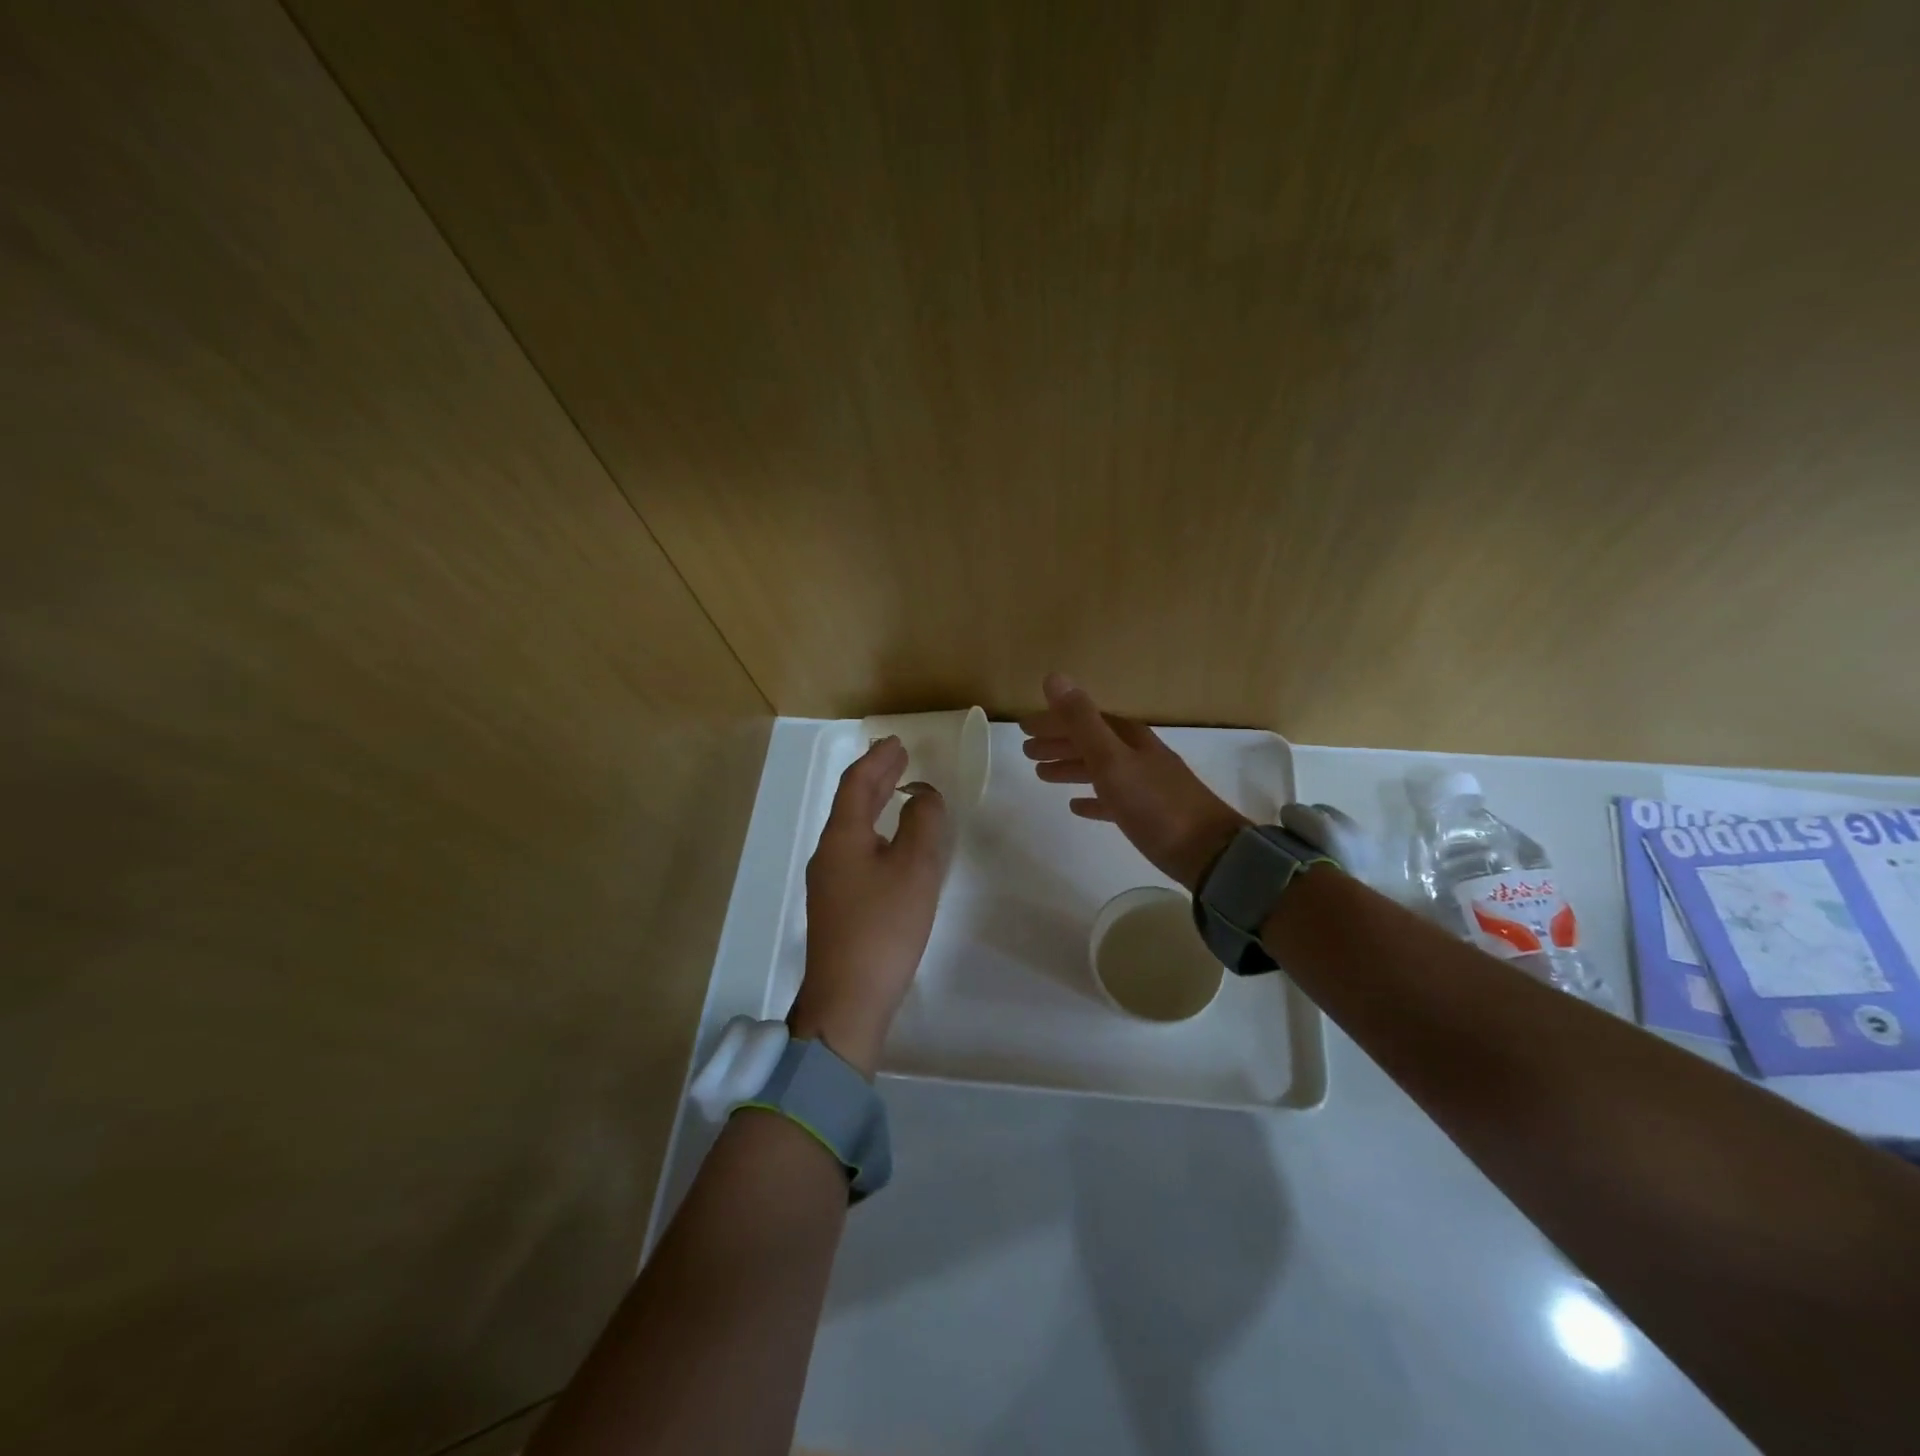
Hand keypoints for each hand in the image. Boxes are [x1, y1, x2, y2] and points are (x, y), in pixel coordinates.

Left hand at [789, 736, 948, 1076]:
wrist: (847, 1000)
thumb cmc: (883, 928)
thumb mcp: (915, 869)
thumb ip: (924, 824)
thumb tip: (924, 796)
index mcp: (842, 837)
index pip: (857, 784)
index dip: (877, 760)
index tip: (897, 742)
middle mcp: (828, 853)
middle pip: (851, 804)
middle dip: (875, 777)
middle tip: (899, 758)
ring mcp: (829, 882)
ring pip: (852, 828)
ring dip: (874, 804)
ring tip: (898, 790)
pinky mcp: (837, 906)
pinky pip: (856, 850)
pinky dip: (875, 831)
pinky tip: (891, 844)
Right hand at [1019, 673, 1248, 891]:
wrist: (1208, 852)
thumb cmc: (1155, 803)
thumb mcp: (1112, 759)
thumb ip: (1081, 721)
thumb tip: (1054, 677)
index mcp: (1129, 738)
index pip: (1084, 720)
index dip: (1054, 721)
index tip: (1024, 727)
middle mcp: (1138, 755)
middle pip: (1092, 742)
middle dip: (1059, 743)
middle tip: (1026, 752)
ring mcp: (1146, 785)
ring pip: (1100, 769)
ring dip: (1071, 768)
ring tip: (1042, 775)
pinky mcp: (1150, 815)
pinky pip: (1113, 799)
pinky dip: (1093, 798)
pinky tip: (1077, 806)